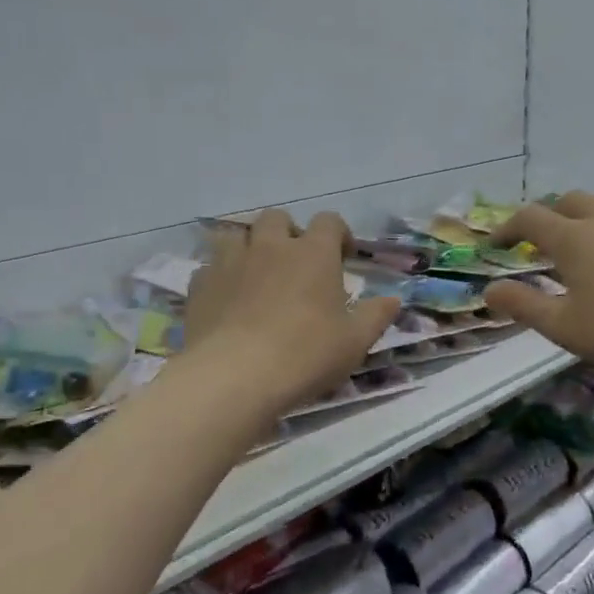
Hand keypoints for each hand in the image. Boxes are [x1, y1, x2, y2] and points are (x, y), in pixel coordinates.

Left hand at [182, 209, 401, 418]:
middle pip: (277, 218)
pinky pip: (210, 267)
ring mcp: (230, 262)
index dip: (338, 234)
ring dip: (250, 248)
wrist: (234, 376)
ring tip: (257, 275)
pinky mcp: (200, 285)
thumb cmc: (305, 355)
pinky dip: (221, 276)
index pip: (329, 221)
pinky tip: (227, 300)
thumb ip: (376, 315)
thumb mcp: (354, 341)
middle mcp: (270, 246)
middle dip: (289, 233)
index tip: (343, 256)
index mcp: (313, 253)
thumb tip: (394, 298)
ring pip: (237, 235)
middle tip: (296, 264)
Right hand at [484, 191, 593, 374]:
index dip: (507, 229)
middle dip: (547, 217)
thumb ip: (523, 305)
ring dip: (584, 217)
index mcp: (573, 237)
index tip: (496, 246)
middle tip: (541, 245)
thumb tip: (490, 290)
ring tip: (584, 246)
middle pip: (567, 201)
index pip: (529, 218)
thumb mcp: (564, 327)